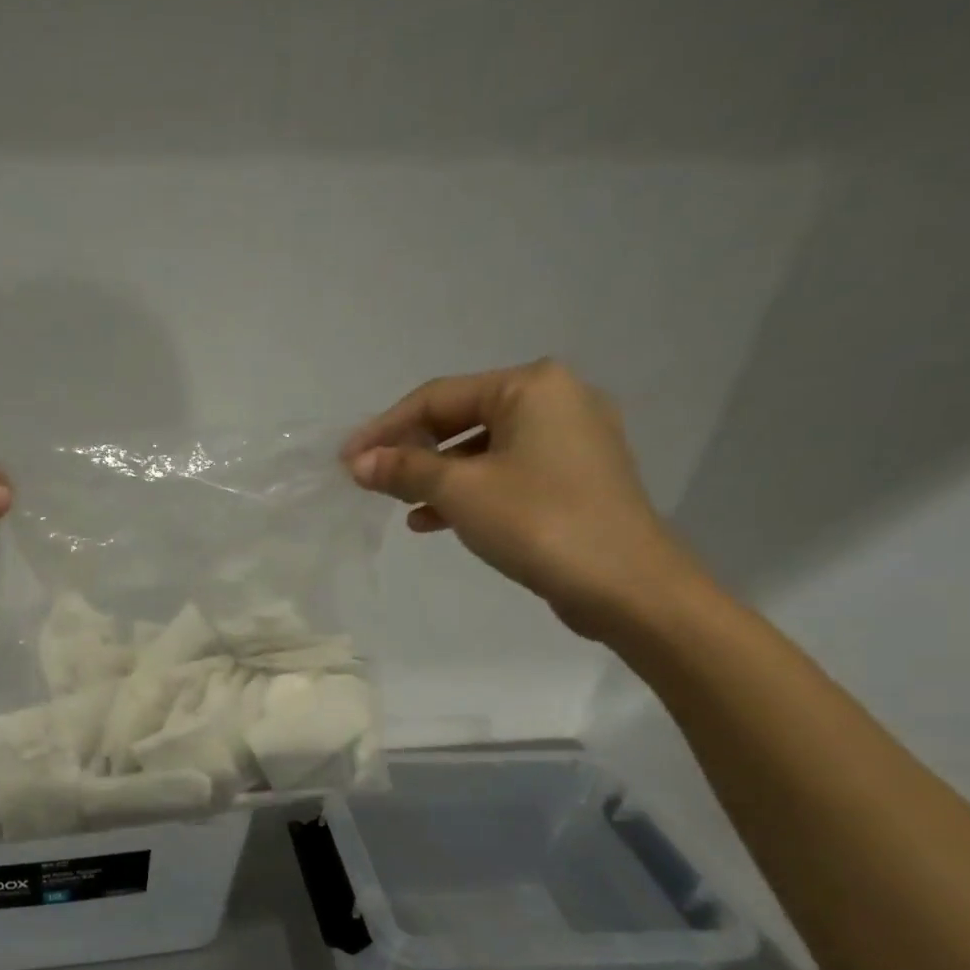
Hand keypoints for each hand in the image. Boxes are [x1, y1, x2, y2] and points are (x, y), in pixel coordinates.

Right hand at [344, 360, 706, 640]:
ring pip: (481, 449)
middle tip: (370, 480)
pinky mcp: (573, 477)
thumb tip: (359, 462)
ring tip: (398, 504)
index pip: (437, 397)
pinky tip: (433, 520)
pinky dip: (467, 491)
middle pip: (460, 418)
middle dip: (411, 452)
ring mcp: (570, 439)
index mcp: (531, 386)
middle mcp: (556, 399)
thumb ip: (405, 469)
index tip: (345, 459)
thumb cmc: (537, 522)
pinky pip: (505, 472)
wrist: (624, 583)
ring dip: (435, 475)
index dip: (384, 428)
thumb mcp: (460, 491)